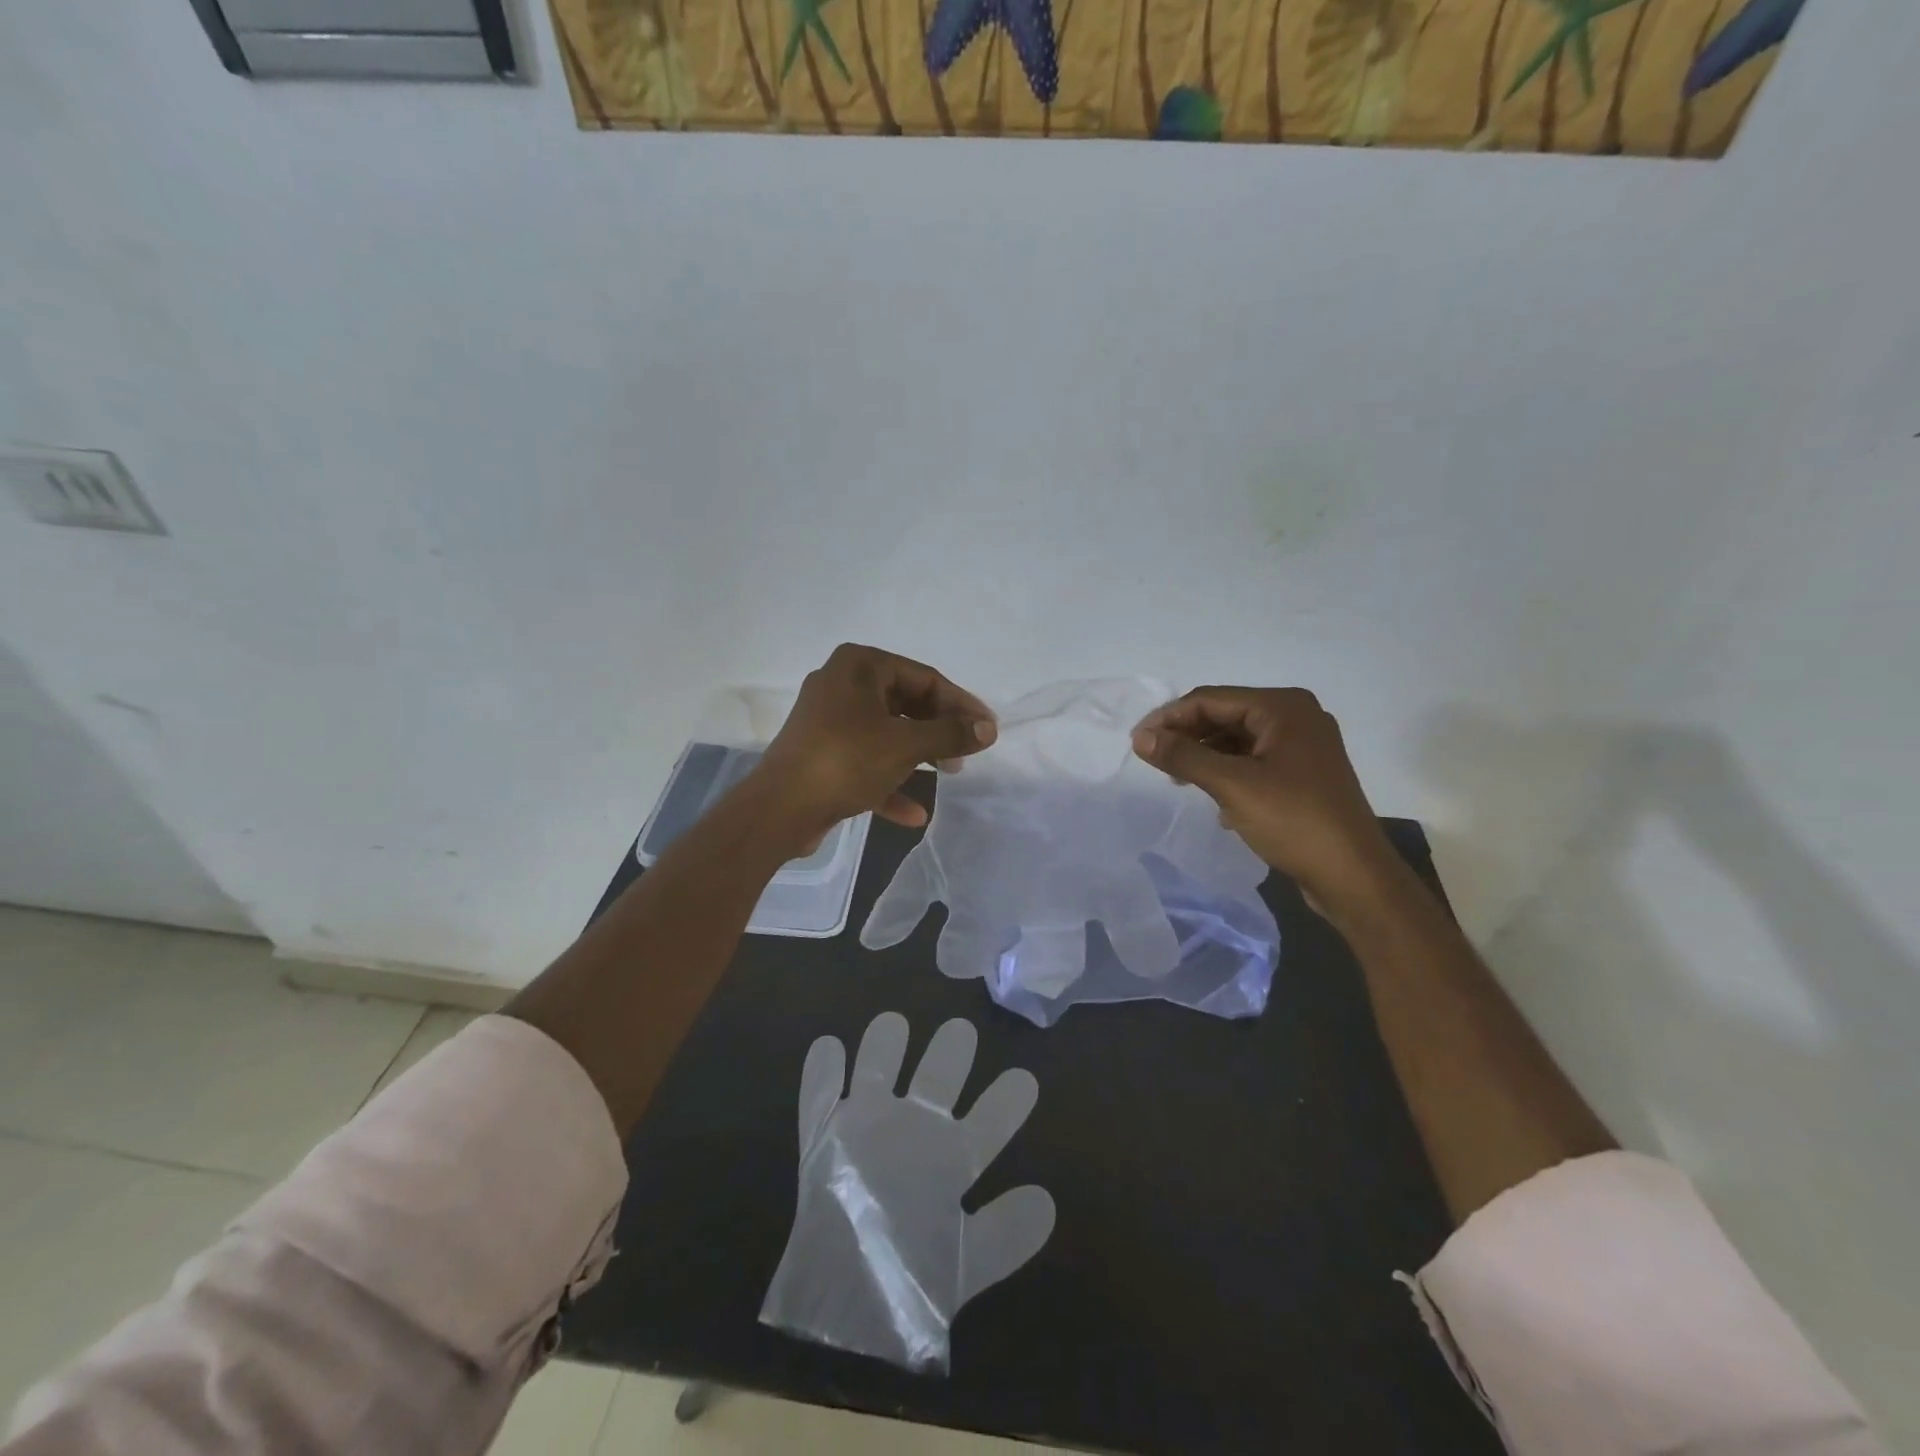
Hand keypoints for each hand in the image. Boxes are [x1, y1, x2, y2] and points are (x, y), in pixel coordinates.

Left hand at [751, 643, 996, 838]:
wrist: (779, 809)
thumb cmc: (846, 761)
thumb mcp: (906, 745)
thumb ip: (951, 734)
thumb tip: (988, 729)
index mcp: (859, 666)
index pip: (924, 678)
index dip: (961, 704)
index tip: (987, 729)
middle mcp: (842, 684)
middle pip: (907, 703)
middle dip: (939, 730)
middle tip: (966, 753)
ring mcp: (829, 720)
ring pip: (888, 732)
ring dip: (919, 755)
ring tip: (949, 774)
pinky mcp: (823, 753)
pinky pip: (866, 760)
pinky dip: (890, 780)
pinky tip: (915, 813)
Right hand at [759, 1012, 1054, 1372]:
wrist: (843, 1313)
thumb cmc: (912, 1285)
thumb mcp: (967, 1264)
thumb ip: (1005, 1235)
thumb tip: (1046, 1202)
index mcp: (951, 1158)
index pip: (987, 1122)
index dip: (1006, 1102)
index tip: (1025, 1080)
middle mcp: (914, 1130)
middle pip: (935, 1078)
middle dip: (948, 1054)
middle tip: (960, 1032)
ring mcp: (867, 1126)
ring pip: (876, 1069)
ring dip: (882, 1048)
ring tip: (894, 1025)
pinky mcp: (823, 1136)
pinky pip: (820, 1095)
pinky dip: (821, 1073)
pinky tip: (829, 1048)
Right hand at [1131, 687, 1399, 917]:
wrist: (1353, 876)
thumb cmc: (1294, 821)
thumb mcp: (1232, 785)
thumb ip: (1183, 756)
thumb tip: (1140, 737)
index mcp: (1283, 707)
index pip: (1211, 699)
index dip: (1170, 717)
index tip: (1137, 742)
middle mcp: (1296, 717)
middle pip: (1224, 715)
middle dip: (1187, 735)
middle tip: (1153, 760)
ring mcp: (1303, 747)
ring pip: (1237, 740)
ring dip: (1204, 755)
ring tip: (1177, 779)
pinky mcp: (1303, 775)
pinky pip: (1253, 761)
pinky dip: (1227, 772)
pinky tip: (1213, 798)